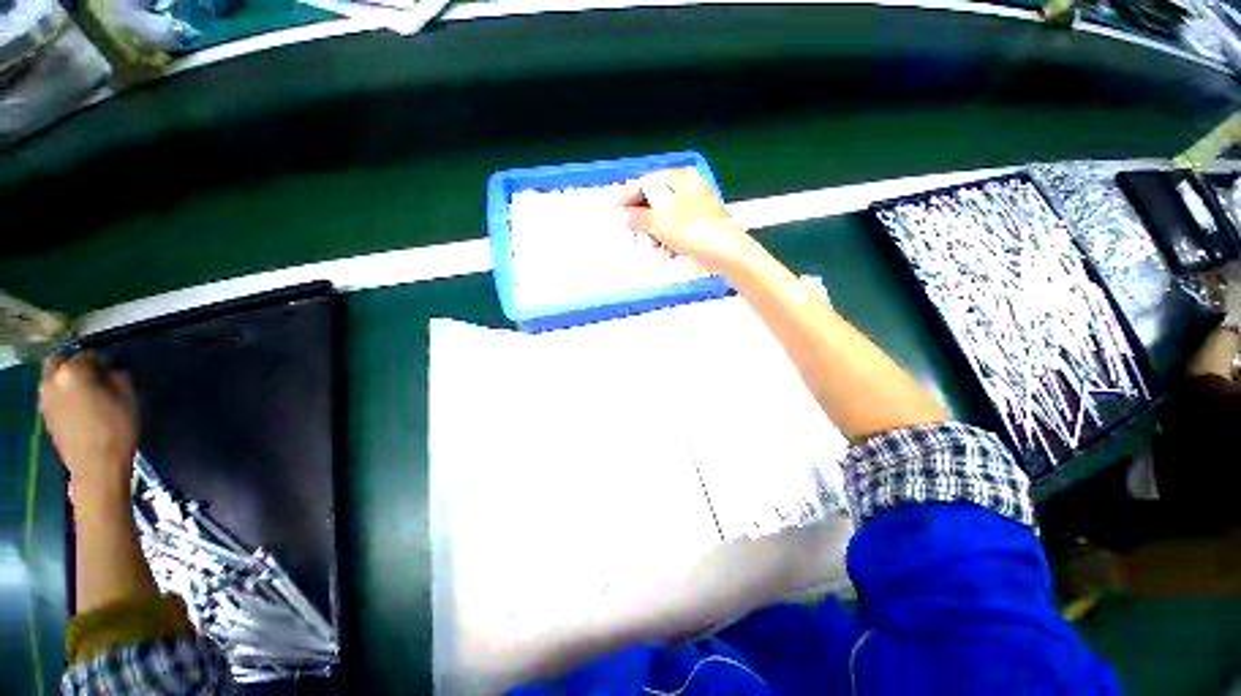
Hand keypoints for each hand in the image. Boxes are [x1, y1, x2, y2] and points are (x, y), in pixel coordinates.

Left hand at [40, 352, 137, 501]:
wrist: (96, 466)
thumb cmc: (116, 428)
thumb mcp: (128, 398)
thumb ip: (118, 377)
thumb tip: (112, 371)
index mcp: (73, 372)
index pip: (88, 354)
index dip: (102, 359)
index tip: (113, 366)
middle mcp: (53, 380)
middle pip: (59, 361)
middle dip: (74, 363)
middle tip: (92, 371)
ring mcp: (45, 399)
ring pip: (53, 378)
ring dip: (67, 379)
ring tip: (85, 389)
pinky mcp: (46, 415)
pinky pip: (53, 395)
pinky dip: (63, 394)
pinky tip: (78, 405)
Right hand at [622, 168, 759, 275]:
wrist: (727, 254)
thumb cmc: (693, 232)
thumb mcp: (659, 223)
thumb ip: (637, 217)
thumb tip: (622, 215)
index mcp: (681, 179)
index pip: (647, 183)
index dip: (629, 196)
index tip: (614, 209)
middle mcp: (690, 189)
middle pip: (656, 201)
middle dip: (643, 220)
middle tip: (632, 233)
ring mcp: (697, 208)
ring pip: (666, 218)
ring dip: (654, 233)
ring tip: (652, 247)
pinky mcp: (701, 226)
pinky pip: (677, 229)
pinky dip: (668, 239)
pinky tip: (666, 251)